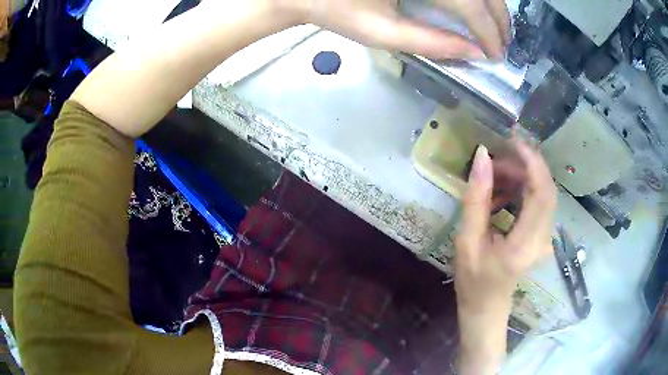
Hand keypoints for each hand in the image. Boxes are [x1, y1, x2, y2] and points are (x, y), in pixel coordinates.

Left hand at [297, 0, 509, 59]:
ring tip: (495, 29)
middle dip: (497, 18)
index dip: (488, 32)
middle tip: (502, 45)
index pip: (469, 4)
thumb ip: (432, 43)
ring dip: (491, 5)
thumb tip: (475, 54)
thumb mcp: (382, 33)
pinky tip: (477, 8)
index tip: (497, 56)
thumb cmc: (338, 10)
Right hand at [453, 142, 555, 373]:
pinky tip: (501, 195)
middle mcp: (543, 238)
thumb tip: (481, 156)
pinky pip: (539, 203)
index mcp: (525, 243)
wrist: (486, 307)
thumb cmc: (473, 281)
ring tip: (494, 176)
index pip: (542, 192)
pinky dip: (521, 190)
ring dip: (521, 177)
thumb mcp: (467, 241)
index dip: (532, 161)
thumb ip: (476, 198)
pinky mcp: (543, 236)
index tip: (512, 140)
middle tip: (496, 158)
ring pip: (543, 193)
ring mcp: (546, 238)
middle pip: (546, 188)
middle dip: (524, 165)